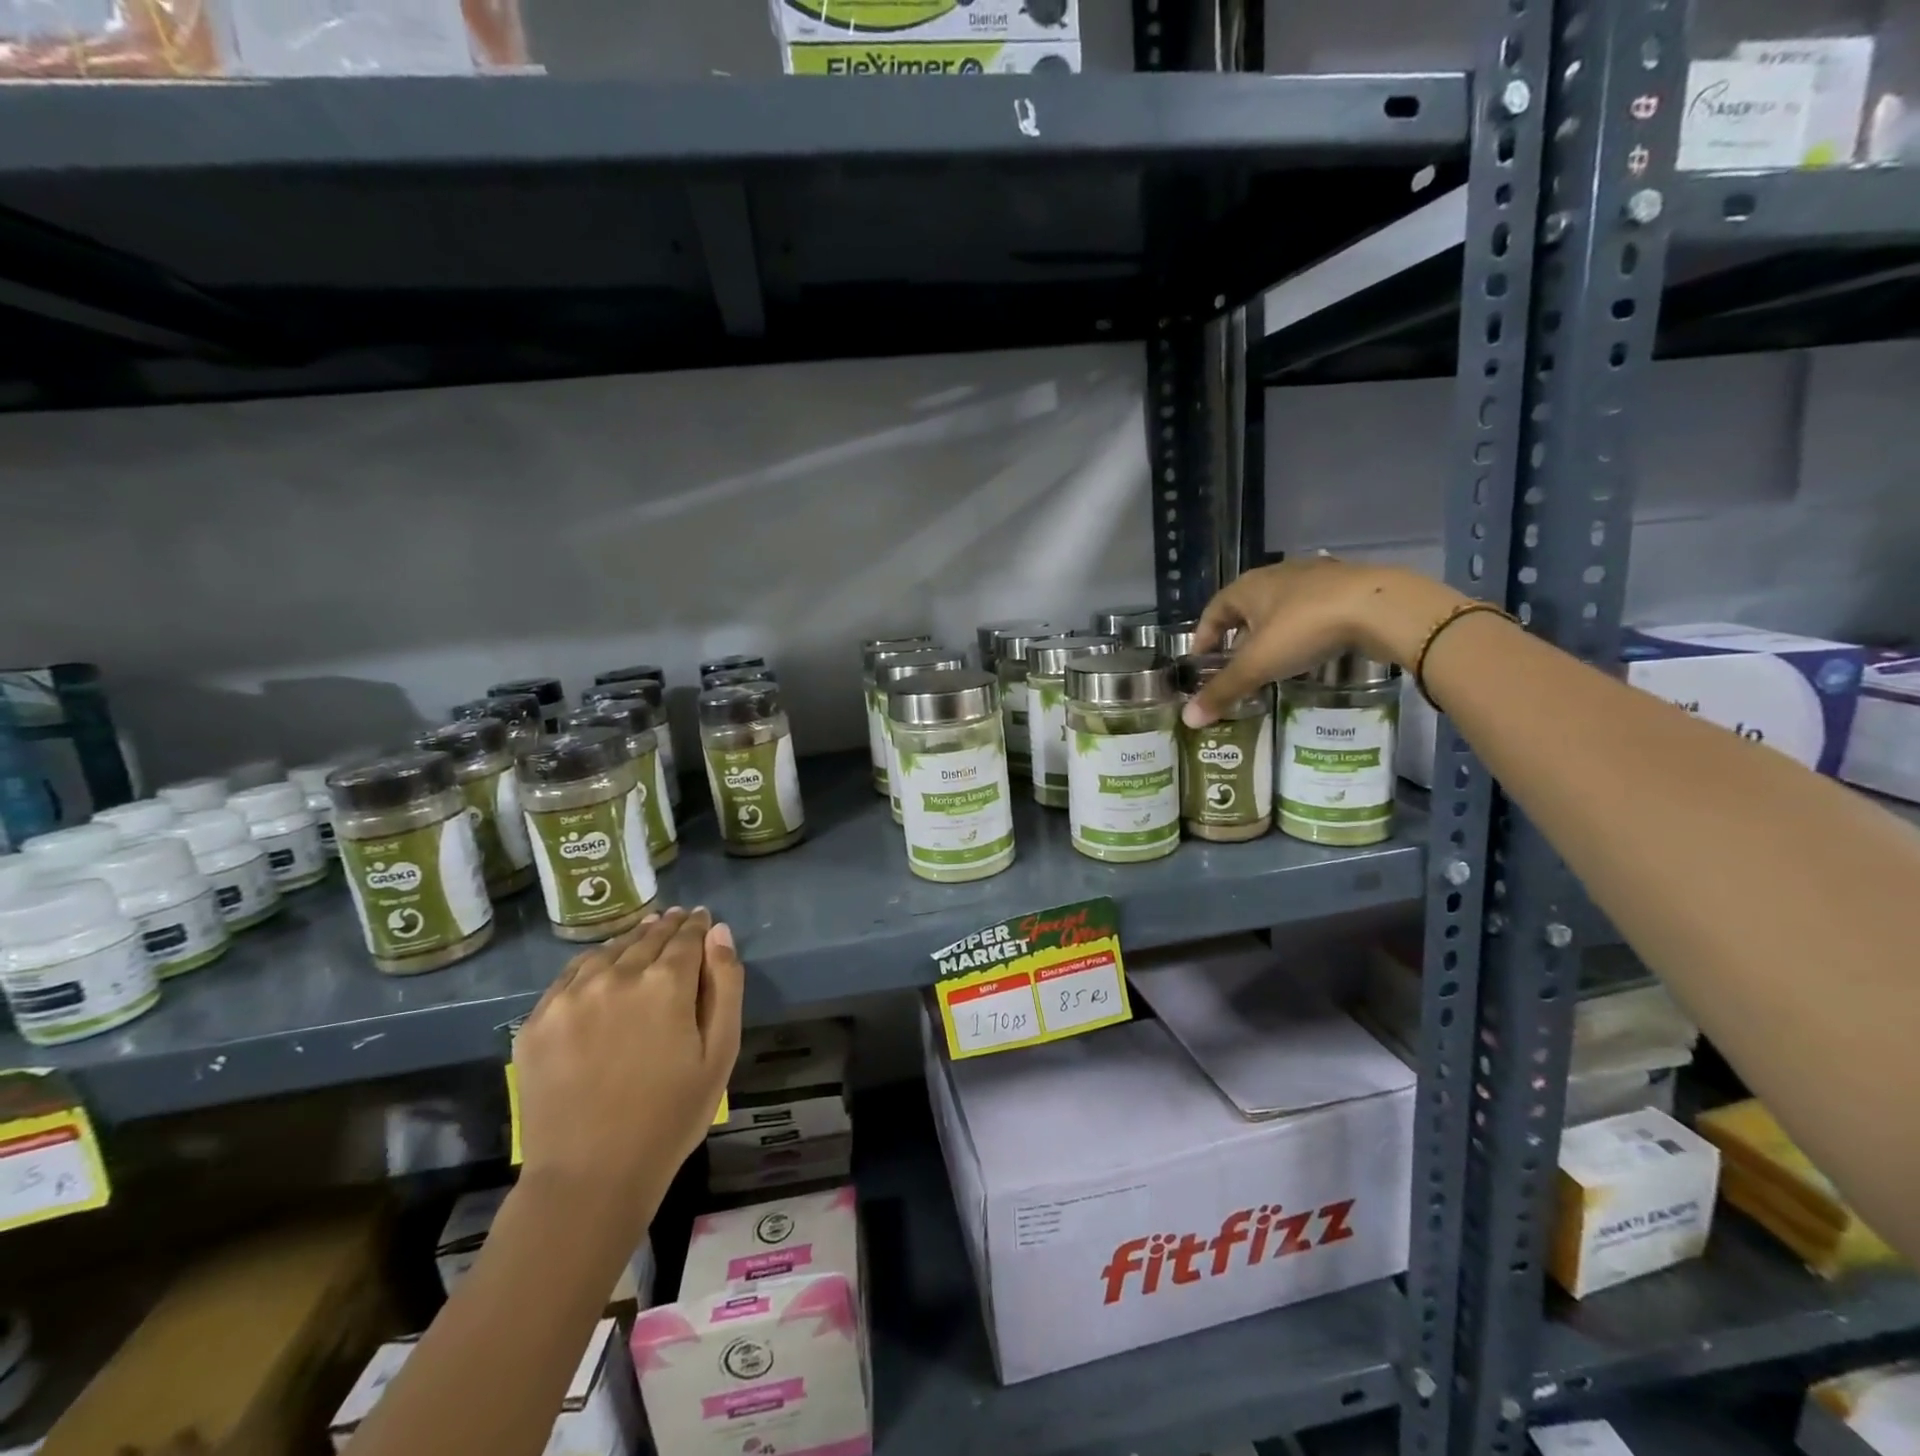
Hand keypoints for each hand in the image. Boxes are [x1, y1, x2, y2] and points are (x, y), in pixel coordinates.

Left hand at [514, 907, 742, 1239]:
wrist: (589, 1177)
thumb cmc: (670, 1116)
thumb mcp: (719, 1053)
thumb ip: (725, 985)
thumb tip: (718, 931)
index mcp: (666, 983)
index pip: (686, 936)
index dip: (696, 925)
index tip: (700, 916)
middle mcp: (616, 976)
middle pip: (647, 937)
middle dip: (667, 927)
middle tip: (676, 919)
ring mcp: (570, 996)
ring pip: (608, 951)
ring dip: (631, 940)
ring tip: (644, 935)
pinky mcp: (537, 1020)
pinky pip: (571, 975)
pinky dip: (594, 963)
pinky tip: (603, 967)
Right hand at [1184, 558, 1465, 726]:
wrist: (1380, 607)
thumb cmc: (1304, 629)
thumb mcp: (1258, 665)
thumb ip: (1223, 690)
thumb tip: (1188, 719)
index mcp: (1247, 587)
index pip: (1212, 610)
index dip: (1204, 636)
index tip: (1201, 661)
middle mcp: (1276, 575)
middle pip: (1246, 608)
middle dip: (1238, 636)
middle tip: (1235, 666)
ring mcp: (1314, 578)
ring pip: (1281, 608)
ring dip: (1271, 633)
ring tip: (1272, 661)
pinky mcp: (1346, 587)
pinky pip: (1312, 610)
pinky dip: (1303, 630)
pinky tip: (1310, 649)